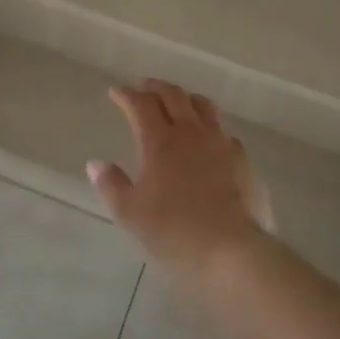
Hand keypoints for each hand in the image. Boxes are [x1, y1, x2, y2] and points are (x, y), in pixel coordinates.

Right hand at [86, 79, 273, 278]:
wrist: (232, 251)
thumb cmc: (174, 232)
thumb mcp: (130, 214)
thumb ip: (111, 185)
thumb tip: (96, 164)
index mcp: (160, 141)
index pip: (141, 105)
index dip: (126, 95)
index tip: (116, 92)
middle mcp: (192, 133)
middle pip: (174, 96)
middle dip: (155, 87)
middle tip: (143, 86)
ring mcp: (221, 144)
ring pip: (204, 106)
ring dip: (186, 98)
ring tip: (178, 102)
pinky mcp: (243, 160)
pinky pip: (224, 132)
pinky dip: (210, 126)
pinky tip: (208, 138)